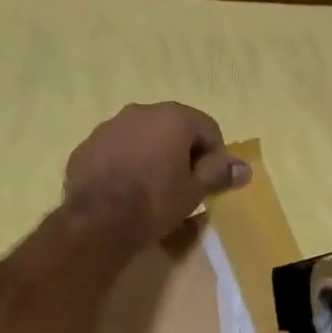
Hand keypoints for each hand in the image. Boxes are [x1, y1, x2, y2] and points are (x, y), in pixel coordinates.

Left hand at [64, 103, 249, 249]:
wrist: (97, 221)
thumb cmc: (155, 203)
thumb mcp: (194, 192)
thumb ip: (219, 174)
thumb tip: (245, 168)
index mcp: (173, 117)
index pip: (208, 129)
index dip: (214, 156)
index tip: (210, 183)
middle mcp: (140, 111)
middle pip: (173, 129)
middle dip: (181, 154)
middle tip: (182, 187)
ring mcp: (109, 127)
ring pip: (141, 138)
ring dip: (151, 157)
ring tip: (151, 191)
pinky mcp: (86, 147)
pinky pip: (115, 151)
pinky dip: (124, 165)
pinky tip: (123, 192)